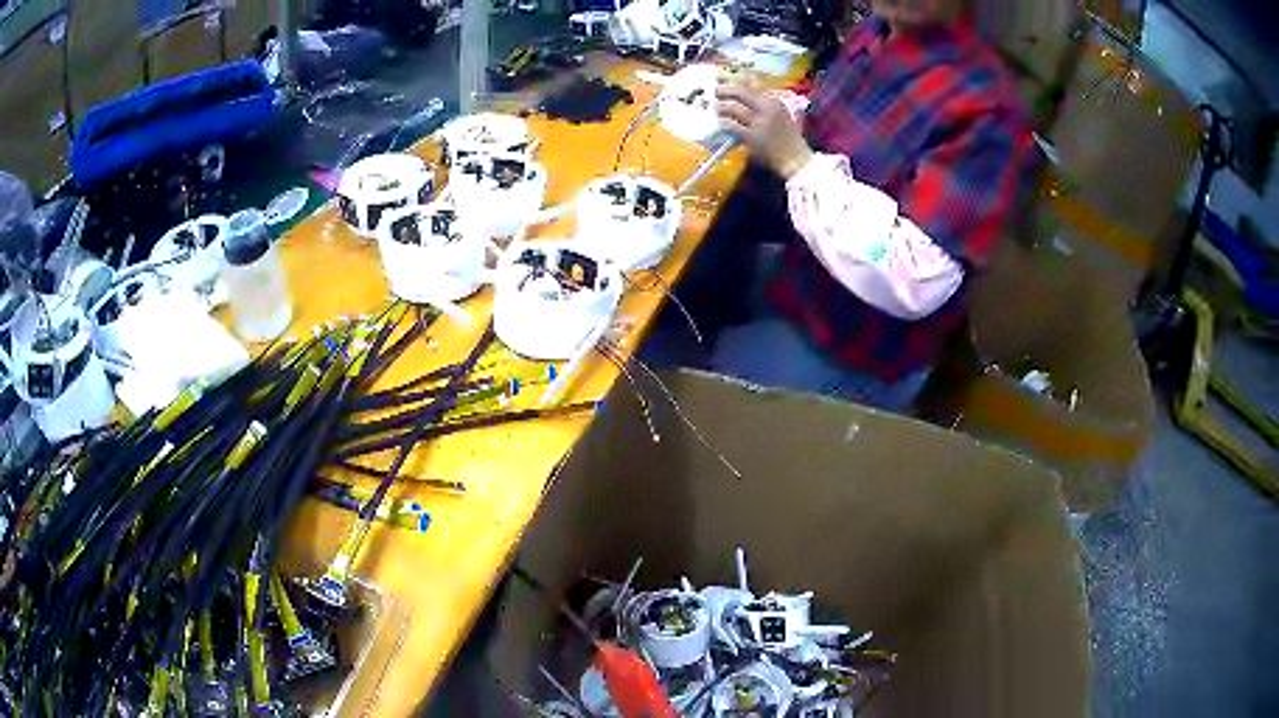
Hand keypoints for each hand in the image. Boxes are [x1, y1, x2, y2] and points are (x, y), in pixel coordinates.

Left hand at [716, 83, 813, 178]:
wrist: (797, 160)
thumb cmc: (788, 138)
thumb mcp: (780, 114)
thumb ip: (765, 101)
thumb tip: (747, 86)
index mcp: (774, 101)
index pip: (751, 81)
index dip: (734, 77)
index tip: (722, 75)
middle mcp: (767, 108)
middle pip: (739, 91)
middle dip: (723, 89)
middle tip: (715, 91)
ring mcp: (759, 122)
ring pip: (732, 107)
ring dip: (720, 106)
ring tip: (717, 108)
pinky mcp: (752, 137)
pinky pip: (731, 125)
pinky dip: (723, 122)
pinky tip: (721, 123)